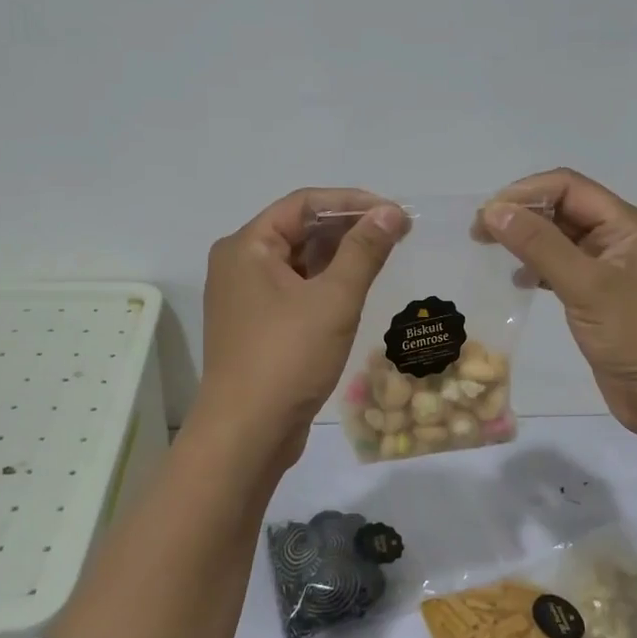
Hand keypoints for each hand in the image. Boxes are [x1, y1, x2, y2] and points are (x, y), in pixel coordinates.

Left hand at [190, 188, 408, 470]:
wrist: (247, 434)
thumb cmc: (287, 357)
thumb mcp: (334, 299)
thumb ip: (364, 251)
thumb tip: (391, 212)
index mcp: (246, 246)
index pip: (303, 204)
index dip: (352, 202)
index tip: (394, 213)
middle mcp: (239, 264)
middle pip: (299, 230)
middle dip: (348, 229)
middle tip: (397, 235)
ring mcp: (245, 298)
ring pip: (299, 262)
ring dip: (340, 257)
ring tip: (384, 258)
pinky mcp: (256, 326)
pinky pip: (295, 290)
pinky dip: (326, 284)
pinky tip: (357, 290)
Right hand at [482, 169, 636, 435]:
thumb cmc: (635, 335)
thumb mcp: (586, 286)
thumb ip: (539, 245)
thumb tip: (494, 210)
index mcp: (628, 225)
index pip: (569, 187)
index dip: (526, 193)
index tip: (488, 214)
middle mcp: (620, 239)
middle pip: (564, 209)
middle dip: (522, 214)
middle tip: (479, 232)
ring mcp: (611, 269)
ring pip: (561, 238)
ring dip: (527, 239)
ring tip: (490, 250)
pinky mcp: (600, 297)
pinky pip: (563, 268)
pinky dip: (538, 267)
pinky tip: (519, 280)